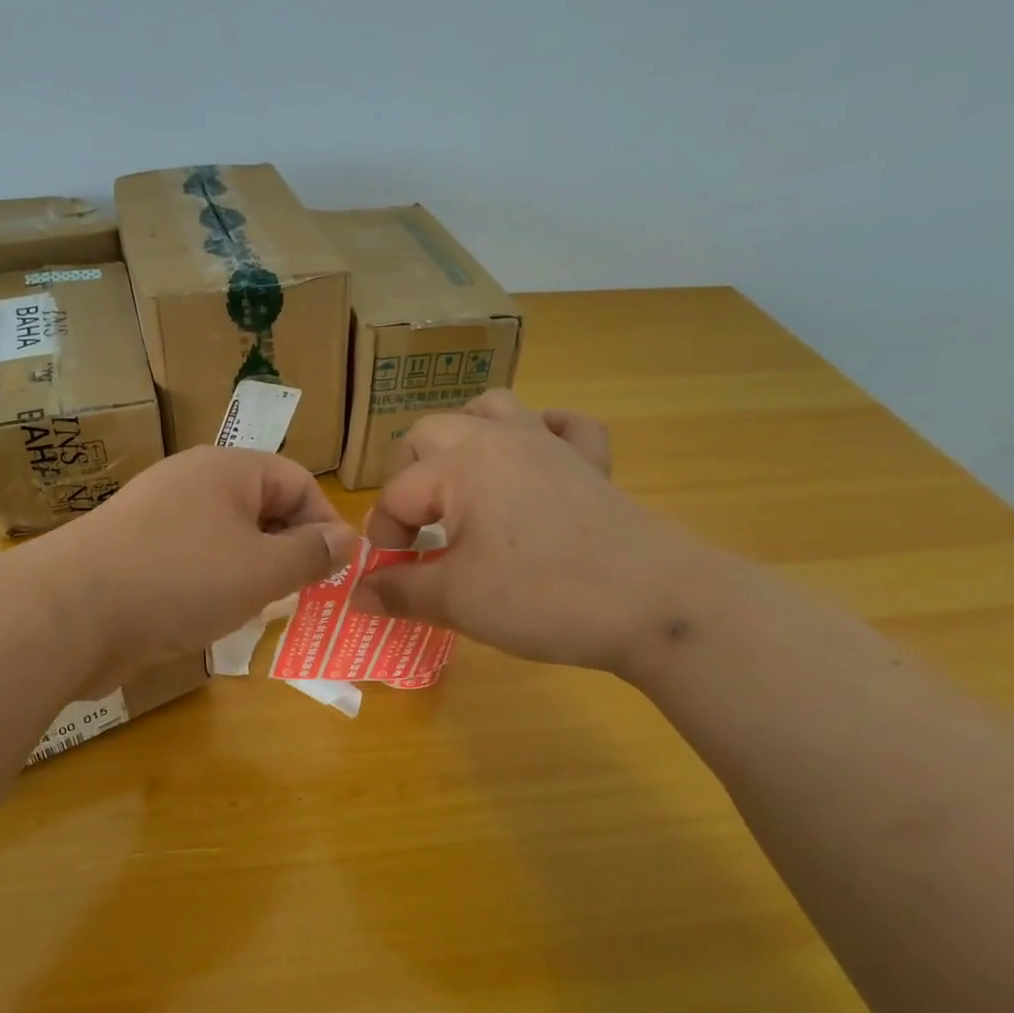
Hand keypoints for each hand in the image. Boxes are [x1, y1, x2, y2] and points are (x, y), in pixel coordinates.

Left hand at [50, 446, 357, 690]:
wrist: (71, 612)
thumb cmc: (181, 580)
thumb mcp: (262, 570)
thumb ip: (311, 554)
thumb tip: (347, 539)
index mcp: (227, 469)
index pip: (297, 481)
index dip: (324, 523)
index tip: (333, 571)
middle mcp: (192, 482)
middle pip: (260, 508)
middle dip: (287, 551)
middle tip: (298, 595)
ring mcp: (157, 516)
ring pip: (225, 538)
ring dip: (250, 573)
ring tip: (257, 610)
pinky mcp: (134, 552)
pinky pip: (190, 560)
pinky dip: (211, 585)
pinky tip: (210, 617)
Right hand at [350, 391, 715, 674]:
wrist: (657, 604)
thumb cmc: (544, 597)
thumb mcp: (458, 600)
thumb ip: (399, 592)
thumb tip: (356, 594)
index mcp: (463, 464)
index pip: (397, 493)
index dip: (383, 535)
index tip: (388, 575)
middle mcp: (502, 439)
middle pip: (431, 432)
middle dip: (410, 477)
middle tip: (416, 528)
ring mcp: (552, 444)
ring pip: (494, 408)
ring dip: (465, 438)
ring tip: (460, 483)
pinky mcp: (592, 464)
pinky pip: (564, 426)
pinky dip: (543, 434)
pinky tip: (536, 462)